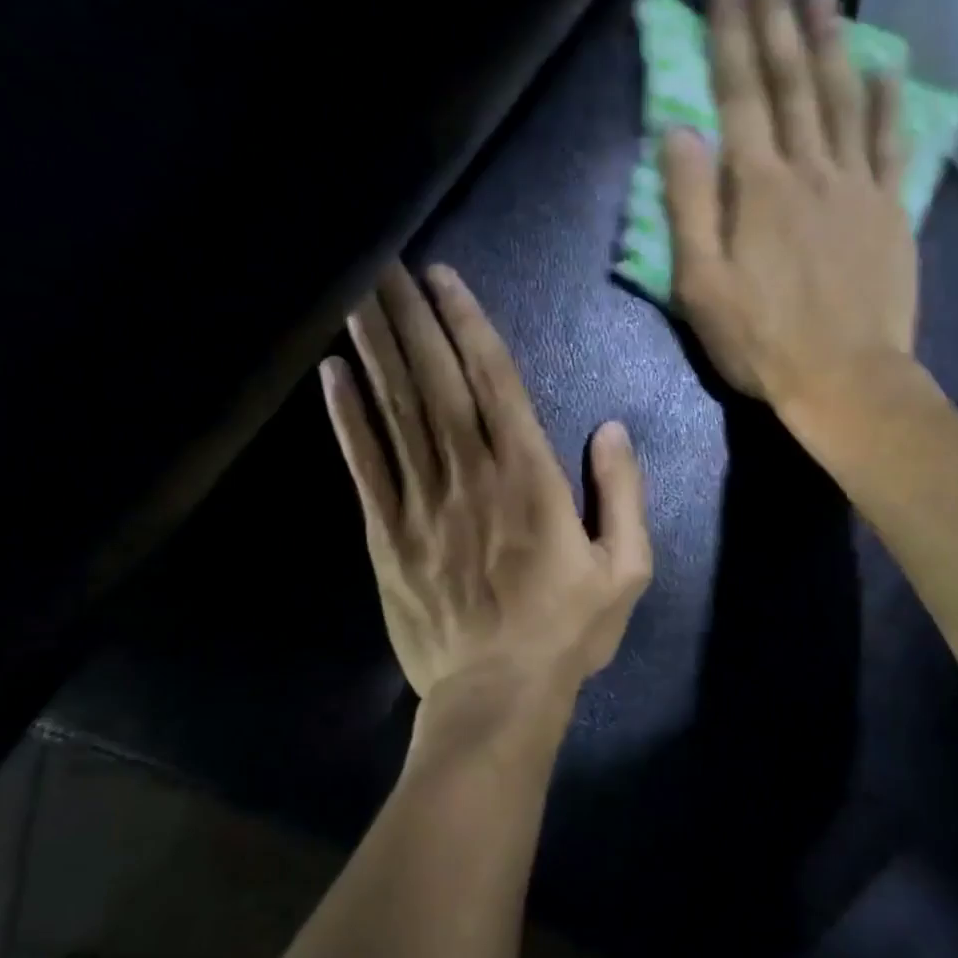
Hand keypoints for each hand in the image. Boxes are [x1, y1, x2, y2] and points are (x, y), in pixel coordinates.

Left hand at [320, 264, 651, 726]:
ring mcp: (422, 504)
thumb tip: (612, 429)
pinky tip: (332, 374)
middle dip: (410, 317)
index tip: (443, 278)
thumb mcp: (626, 569)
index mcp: (531, 481)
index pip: (497, 384)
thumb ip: (623, 494)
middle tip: (383, 260)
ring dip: (375, 349)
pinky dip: (346, 417)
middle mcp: (472, 477)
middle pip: (437, 382)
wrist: (497, 697)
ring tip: (357, 294)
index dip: (469, 326)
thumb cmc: (568, 632)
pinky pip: (364, 466)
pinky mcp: (388, 535)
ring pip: (396, 412)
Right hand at [661, 0, 915, 410]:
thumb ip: (687, 207)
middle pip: (792, 78)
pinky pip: (892, 144)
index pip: (738, 92)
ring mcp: (857, 186)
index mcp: (757, 186)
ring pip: (844, 97)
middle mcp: (809, 169)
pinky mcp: (891, 211)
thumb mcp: (701, 287)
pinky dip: (889, 102)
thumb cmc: (763, 342)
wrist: (846, 381)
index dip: (729, 33)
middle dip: (778, 15)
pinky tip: (886, 67)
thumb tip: (679, 132)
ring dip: (831, 39)